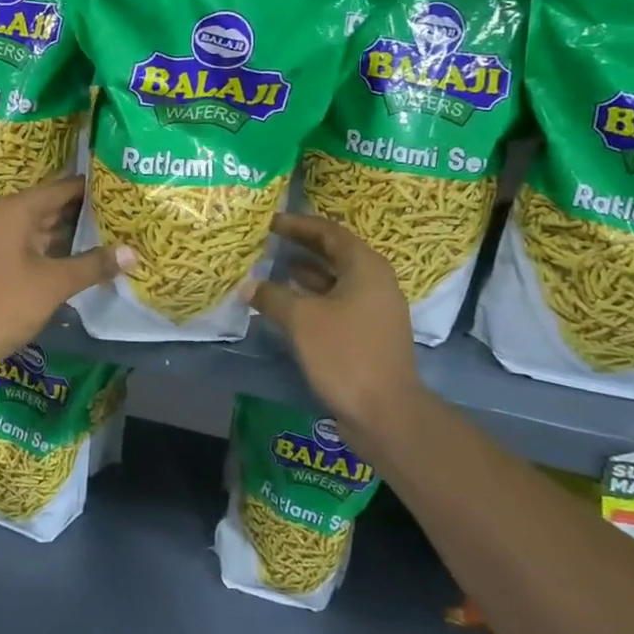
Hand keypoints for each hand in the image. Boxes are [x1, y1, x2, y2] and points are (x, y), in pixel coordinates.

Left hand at [0, 176, 132, 370]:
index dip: (95, 188)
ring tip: (116, 231)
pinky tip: (87, 257)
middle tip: (128, 212)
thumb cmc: (5, 303)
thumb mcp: (55, 283)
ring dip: (76, 232)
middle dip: (89, 211)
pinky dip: (60, 248)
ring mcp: (1, 239)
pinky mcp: (0, 260)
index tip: (127, 189)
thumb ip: (94, 265)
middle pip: (55, 204)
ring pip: (46, 227)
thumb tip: (133, 252)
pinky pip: (36, 245)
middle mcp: (7, 216)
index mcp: (17, 210)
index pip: (64, 187)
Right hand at [252, 213, 419, 433]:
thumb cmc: (345, 353)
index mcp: (366, 267)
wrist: (385, 412)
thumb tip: (248, 285)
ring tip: (275, 268)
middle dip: (303, 246)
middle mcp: (376, 282)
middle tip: (271, 240)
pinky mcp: (369, 334)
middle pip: (335, 253)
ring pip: (336, 280)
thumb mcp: (301, 319)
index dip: (298, 225)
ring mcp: (375, 310)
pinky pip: (338, 303)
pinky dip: (314, 298)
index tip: (271, 221)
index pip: (329, 232)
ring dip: (307, 273)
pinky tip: (290, 304)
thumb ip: (272, 295)